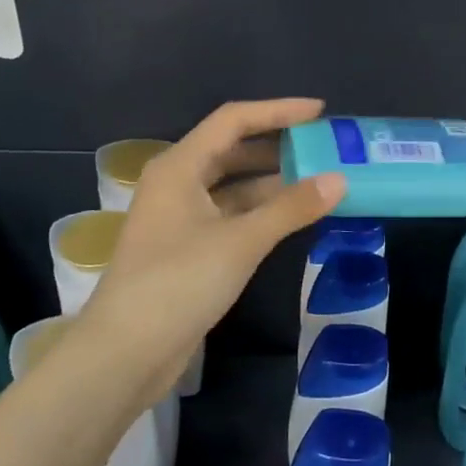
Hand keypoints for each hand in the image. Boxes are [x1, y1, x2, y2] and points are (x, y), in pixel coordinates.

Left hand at [80, 99, 344, 405]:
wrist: (125, 353)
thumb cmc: (178, 283)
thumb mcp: (241, 241)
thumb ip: (291, 207)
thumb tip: (339, 180)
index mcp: (179, 167)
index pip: (233, 121)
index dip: (277, 111)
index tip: (319, 112)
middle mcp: (176, 184)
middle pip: (232, 150)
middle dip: (277, 146)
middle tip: (323, 147)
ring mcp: (180, 218)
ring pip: (232, 185)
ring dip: (272, 181)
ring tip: (318, 179)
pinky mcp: (187, 248)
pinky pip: (230, 215)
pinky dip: (261, 211)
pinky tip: (292, 217)